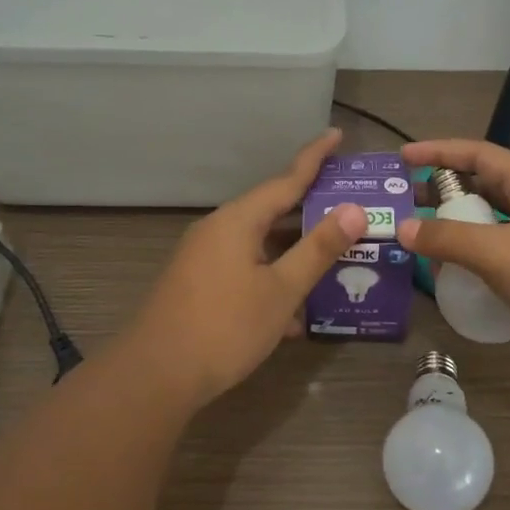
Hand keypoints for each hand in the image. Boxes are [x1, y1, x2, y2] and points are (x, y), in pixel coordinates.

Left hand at [119, 128, 366, 409]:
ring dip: (294, 252)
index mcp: (238, 221)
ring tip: (333, 256)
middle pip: (272, 210)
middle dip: (310, 210)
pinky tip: (296, 312)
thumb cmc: (224, 327)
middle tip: (350, 204)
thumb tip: (354, 209)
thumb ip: (318, 248)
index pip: (285, 180)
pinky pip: (246, 268)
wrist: (155, 376)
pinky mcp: (200, 285)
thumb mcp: (281, 289)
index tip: (336, 134)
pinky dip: (272, 278)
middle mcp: (219, 230)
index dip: (314, 158)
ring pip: (260, 244)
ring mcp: (205, 258)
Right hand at [397, 139, 509, 374]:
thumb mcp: (497, 253)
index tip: (403, 157)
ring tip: (428, 235)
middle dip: (447, 189)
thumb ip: (447, 238)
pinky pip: (507, 249)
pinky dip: (479, 253)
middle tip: (409, 200)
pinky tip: (461, 271)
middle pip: (488, 184)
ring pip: (497, 219)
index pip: (479, 154)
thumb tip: (401, 228)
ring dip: (462, 224)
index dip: (439, 151)